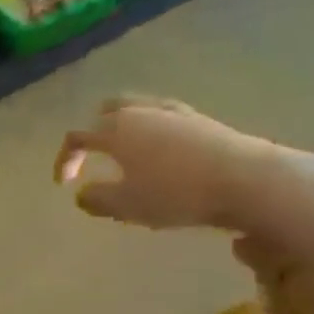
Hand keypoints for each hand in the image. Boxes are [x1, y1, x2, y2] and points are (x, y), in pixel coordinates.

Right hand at [55, 97, 267, 230]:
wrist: (247, 180)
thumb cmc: (177, 193)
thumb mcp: (127, 206)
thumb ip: (96, 199)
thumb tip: (82, 194)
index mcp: (115, 131)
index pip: (77, 137)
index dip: (65, 159)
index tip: (65, 184)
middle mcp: (140, 113)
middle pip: (106, 111)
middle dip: (94, 130)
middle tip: (93, 154)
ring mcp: (173, 113)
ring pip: (137, 108)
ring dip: (124, 126)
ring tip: (127, 150)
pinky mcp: (201, 120)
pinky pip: (164, 117)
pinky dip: (152, 129)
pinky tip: (161, 150)